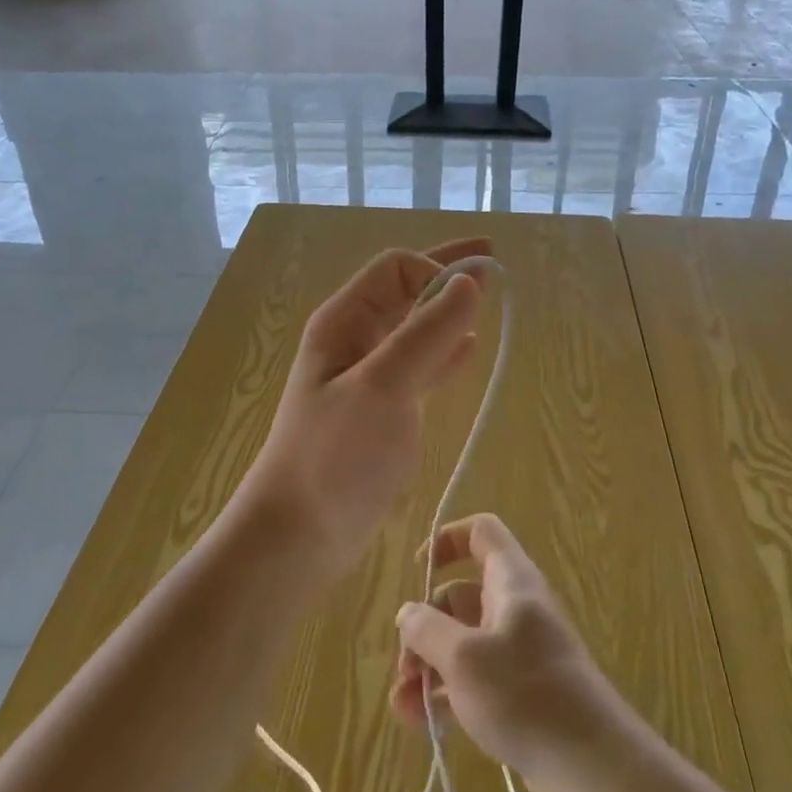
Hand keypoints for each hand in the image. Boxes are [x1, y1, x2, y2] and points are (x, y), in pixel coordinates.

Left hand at [241, 238, 490, 581]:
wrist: (300, 533)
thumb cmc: (335, 454)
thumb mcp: (382, 387)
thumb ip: (426, 334)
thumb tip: (468, 283)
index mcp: (343, 322)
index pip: (395, 269)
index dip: (436, 270)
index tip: (473, 294)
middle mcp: (355, 340)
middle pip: (406, 290)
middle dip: (446, 274)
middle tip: (491, 258)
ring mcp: (369, 376)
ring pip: (415, 328)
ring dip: (448, 312)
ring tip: (488, 300)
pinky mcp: (383, 410)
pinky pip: (420, 366)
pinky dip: (445, 353)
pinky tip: (470, 349)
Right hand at [391, 514, 632, 791]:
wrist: (593, 767)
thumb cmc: (526, 694)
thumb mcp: (464, 658)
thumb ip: (427, 629)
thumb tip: (408, 612)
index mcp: (510, 581)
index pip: (481, 532)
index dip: (447, 539)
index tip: (419, 569)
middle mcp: (514, 607)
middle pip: (459, 595)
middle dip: (424, 626)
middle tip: (405, 666)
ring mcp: (517, 651)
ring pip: (461, 642)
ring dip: (428, 666)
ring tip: (404, 704)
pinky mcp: (519, 692)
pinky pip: (473, 679)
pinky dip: (446, 693)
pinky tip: (420, 723)